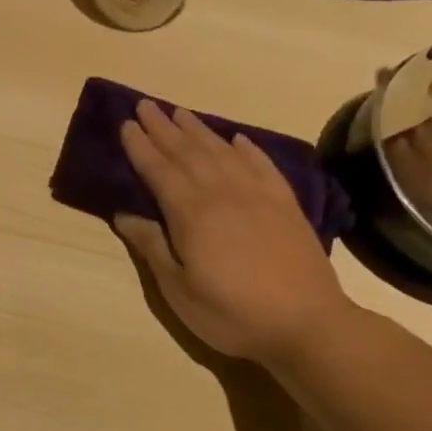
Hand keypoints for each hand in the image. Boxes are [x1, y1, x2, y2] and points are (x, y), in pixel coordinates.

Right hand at [114, 101, 355, 364]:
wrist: (308, 325)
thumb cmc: (231, 313)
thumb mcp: (178, 288)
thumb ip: (152, 246)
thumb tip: (124, 214)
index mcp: (192, 213)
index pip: (159, 170)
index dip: (140, 146)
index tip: (125, 124)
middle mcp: (223, 193)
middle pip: (188, 152)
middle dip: (164, 128)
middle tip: (145, 105)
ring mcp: (258, 196)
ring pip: (222, 152)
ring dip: (198, 130)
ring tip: (180, 112)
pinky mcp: (286, 205)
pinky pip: (263, 165)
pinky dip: (247, 148)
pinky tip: (237, 138)